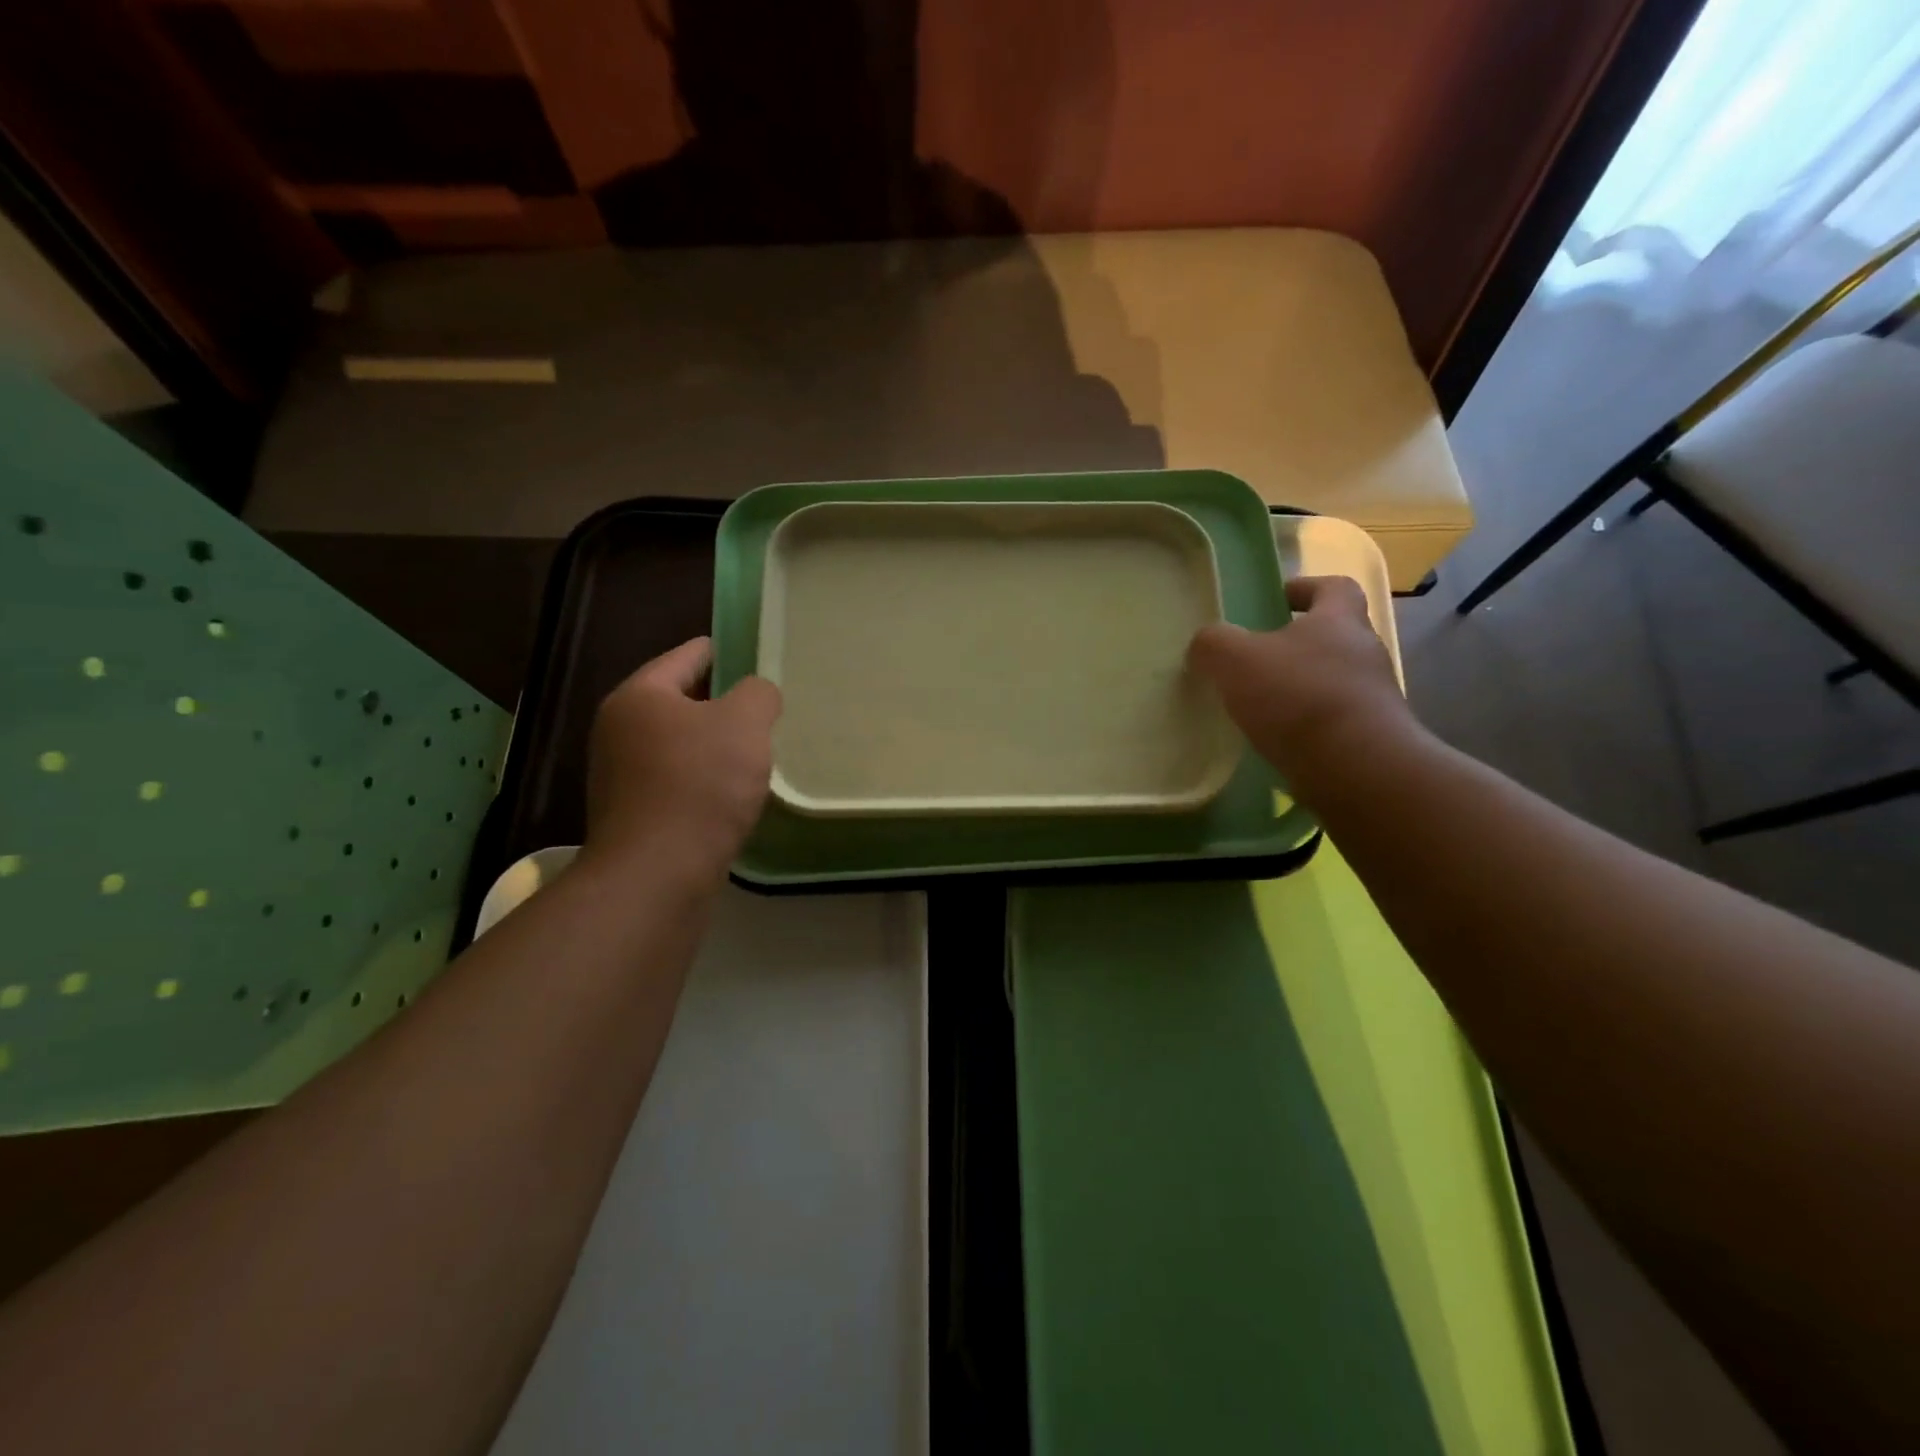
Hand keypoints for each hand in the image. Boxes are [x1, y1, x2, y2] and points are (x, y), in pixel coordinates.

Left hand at [583, 637, 781, 884]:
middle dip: (722, 702)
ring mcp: (621, 775)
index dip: (722, 651)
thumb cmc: (701, 784)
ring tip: (755, 750)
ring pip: (679, 744)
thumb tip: (755, 695)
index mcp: (640, 696)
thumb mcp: (745, 724)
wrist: (658, 872)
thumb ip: (758, 694)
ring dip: (713, 744)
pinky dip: (703, 778)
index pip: (687, 656)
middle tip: (764, 706)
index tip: (752, 654)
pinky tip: (732, 792)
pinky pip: (676, 780)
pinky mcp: (633, 813)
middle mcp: (619, 729)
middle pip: (680, 701)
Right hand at [1188, 576, 1417, 792]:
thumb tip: (1205, 645)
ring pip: (1332, 682)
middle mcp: (1364, 654)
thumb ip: (1213, 644)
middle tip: (1254, 661)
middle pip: (1332, 637)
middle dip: (1296, 645)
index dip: (1306, 588)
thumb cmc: (1298, 696)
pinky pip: (1332, 723)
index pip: (1335, 587)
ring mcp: (1372, 699)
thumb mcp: (1235, 659)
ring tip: (1259, 707)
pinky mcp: (1369, 740)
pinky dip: (1305, 727)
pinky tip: (1276, 742)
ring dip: (1300, 689)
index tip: (1278, 599)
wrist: (1355, 768)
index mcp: (1339, 620)